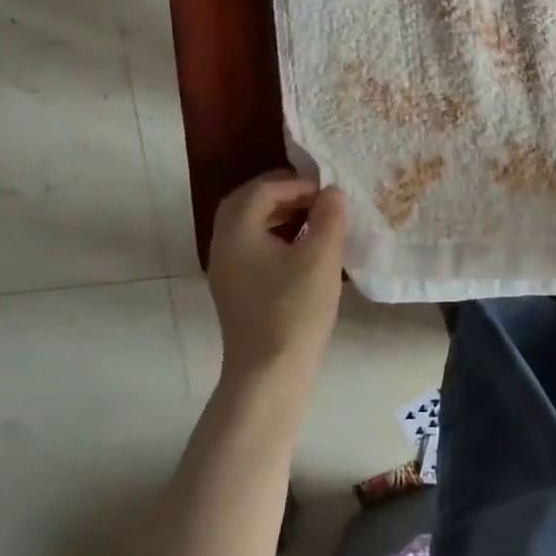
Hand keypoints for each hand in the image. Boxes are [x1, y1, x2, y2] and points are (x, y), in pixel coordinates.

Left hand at [207, 172, 348, 391]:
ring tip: (312, 220)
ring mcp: (225, 270)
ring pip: (246, 226)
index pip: (262, 189)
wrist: (269, 372)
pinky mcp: (234, 289)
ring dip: (277, 214)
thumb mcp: (321, 257)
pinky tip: (301, 250)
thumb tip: (332, 192)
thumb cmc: (295, 309)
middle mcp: (223, 245)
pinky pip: (250, 247)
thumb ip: (329, 217)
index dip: (296, 183)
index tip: (328, 192)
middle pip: (246, 203)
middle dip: (281, 193)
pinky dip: (273, 236)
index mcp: (238, 231)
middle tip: (315, 197)